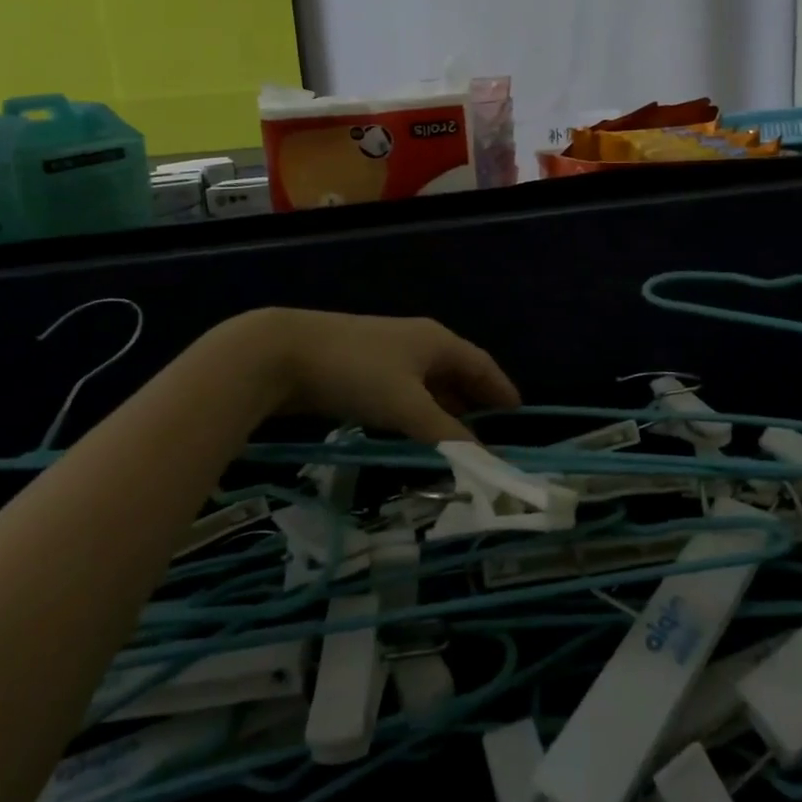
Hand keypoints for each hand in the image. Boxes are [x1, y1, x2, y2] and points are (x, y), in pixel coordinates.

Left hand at [225, 309, 521, 442]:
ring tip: (456, 438)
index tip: (518, 413)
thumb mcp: (406, 406)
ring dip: (444, 408)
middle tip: (490, 433)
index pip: (481, 364)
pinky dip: (417, 410)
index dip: (500, 388)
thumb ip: (446, 434)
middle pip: (456, 371)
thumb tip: (485, 459)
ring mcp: (387, 353)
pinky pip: (403, 390)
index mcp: (436, 341)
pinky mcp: (361, 367)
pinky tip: (413, 430)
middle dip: (474, 400)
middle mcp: (417, 341)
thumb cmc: (356, 373)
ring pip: (427, 382)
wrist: (283, 352)